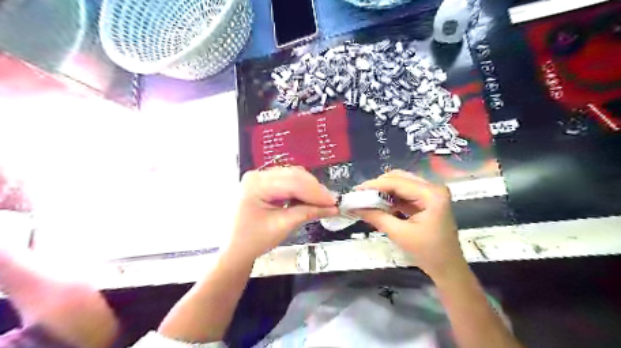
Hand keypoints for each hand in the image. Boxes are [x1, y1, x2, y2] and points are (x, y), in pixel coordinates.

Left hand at [226, 166, 336, 260]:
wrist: (236, 249)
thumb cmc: (254, 240)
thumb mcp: (282, 226)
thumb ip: (308, 213)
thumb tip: (333, 207)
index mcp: (256, 184)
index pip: (293, 183)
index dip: (316, 192)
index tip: (333, 202)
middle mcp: (258, 175)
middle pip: (294, 175)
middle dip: (315, 189)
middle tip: (331, 202)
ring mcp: (261, 177)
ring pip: (293, 176)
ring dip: (310, 188)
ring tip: (323, 201)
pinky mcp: (265, 182)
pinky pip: (288, 181)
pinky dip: (302, 189)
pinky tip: (310, 199)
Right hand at [354, 170, 465, 278]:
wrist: (448, 268)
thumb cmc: (428, 253)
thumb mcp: (400, 234)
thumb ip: (377, 217)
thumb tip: (354, 207)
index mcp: (431, 194)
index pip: (397, 182)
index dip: (374, 185)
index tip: (355, 191)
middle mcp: (432, 188)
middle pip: (399, 179)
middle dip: (378, 186)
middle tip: (360, 195)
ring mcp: (430, 193)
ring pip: (400, 184)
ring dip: (383, 191)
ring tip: (365, 199)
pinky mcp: (426, 200)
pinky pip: (404, 193)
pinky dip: (390, 198)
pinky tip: (378, 204)